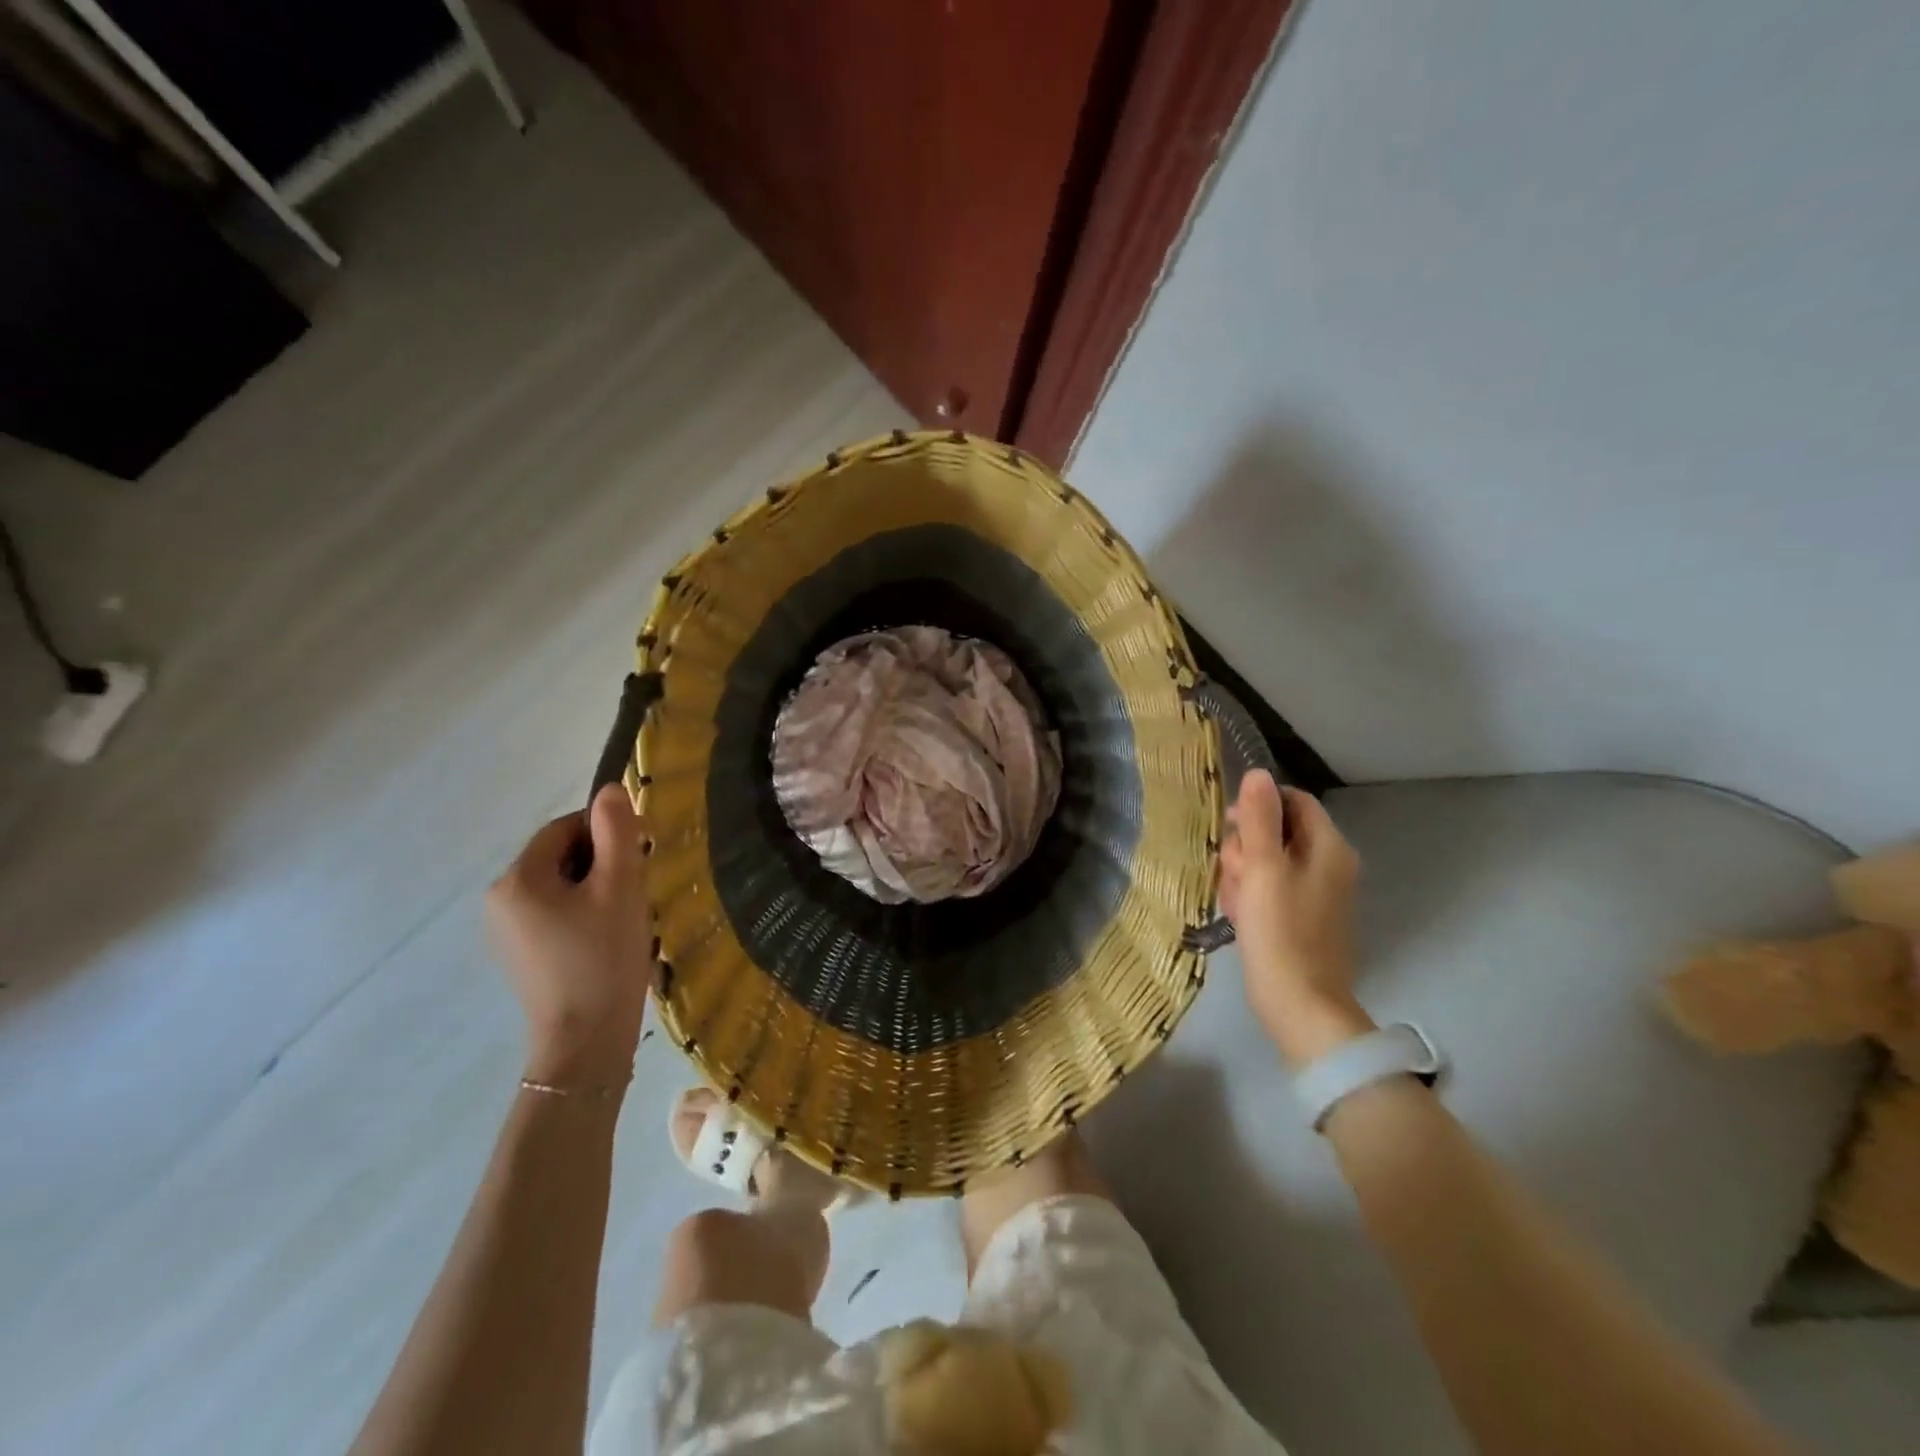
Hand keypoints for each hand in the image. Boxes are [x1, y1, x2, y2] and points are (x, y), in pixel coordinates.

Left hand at [487, 784, 653, 1086]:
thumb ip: (617, 832)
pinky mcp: (520, 955)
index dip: (605, 832)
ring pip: (560, 886)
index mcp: (517, 879)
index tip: (640, 855)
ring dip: (596, 888)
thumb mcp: (620, 887)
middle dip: (602, 861)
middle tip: (638, 888)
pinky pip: (554, 914)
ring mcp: (505, 932)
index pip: (563, 829)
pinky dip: (583, 913)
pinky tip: (607, 939)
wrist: (585, 1042)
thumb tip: (610, 790)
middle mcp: (499, 900)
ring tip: (626, 916)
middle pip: (559, 856)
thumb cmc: (603, 958)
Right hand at [1220, 771, 1373, 1066]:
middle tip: (1234, 875)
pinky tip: (1240, 917)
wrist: (1300, 1005)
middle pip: (1276, 831)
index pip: (1292, 801)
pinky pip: (1269, 890)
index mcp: (1328, 847)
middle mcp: (1329, 864)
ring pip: (1266, 862)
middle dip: (1245, 849)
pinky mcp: (1303, 918)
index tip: (1229, 827)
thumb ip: (1259, 818)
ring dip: (1242, 875)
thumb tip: (1258, 773)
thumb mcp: (1263, 867)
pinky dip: (1251, 897)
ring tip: (1235, 903)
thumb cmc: (1281, 931)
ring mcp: (1317, 893)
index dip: (1257, 807)